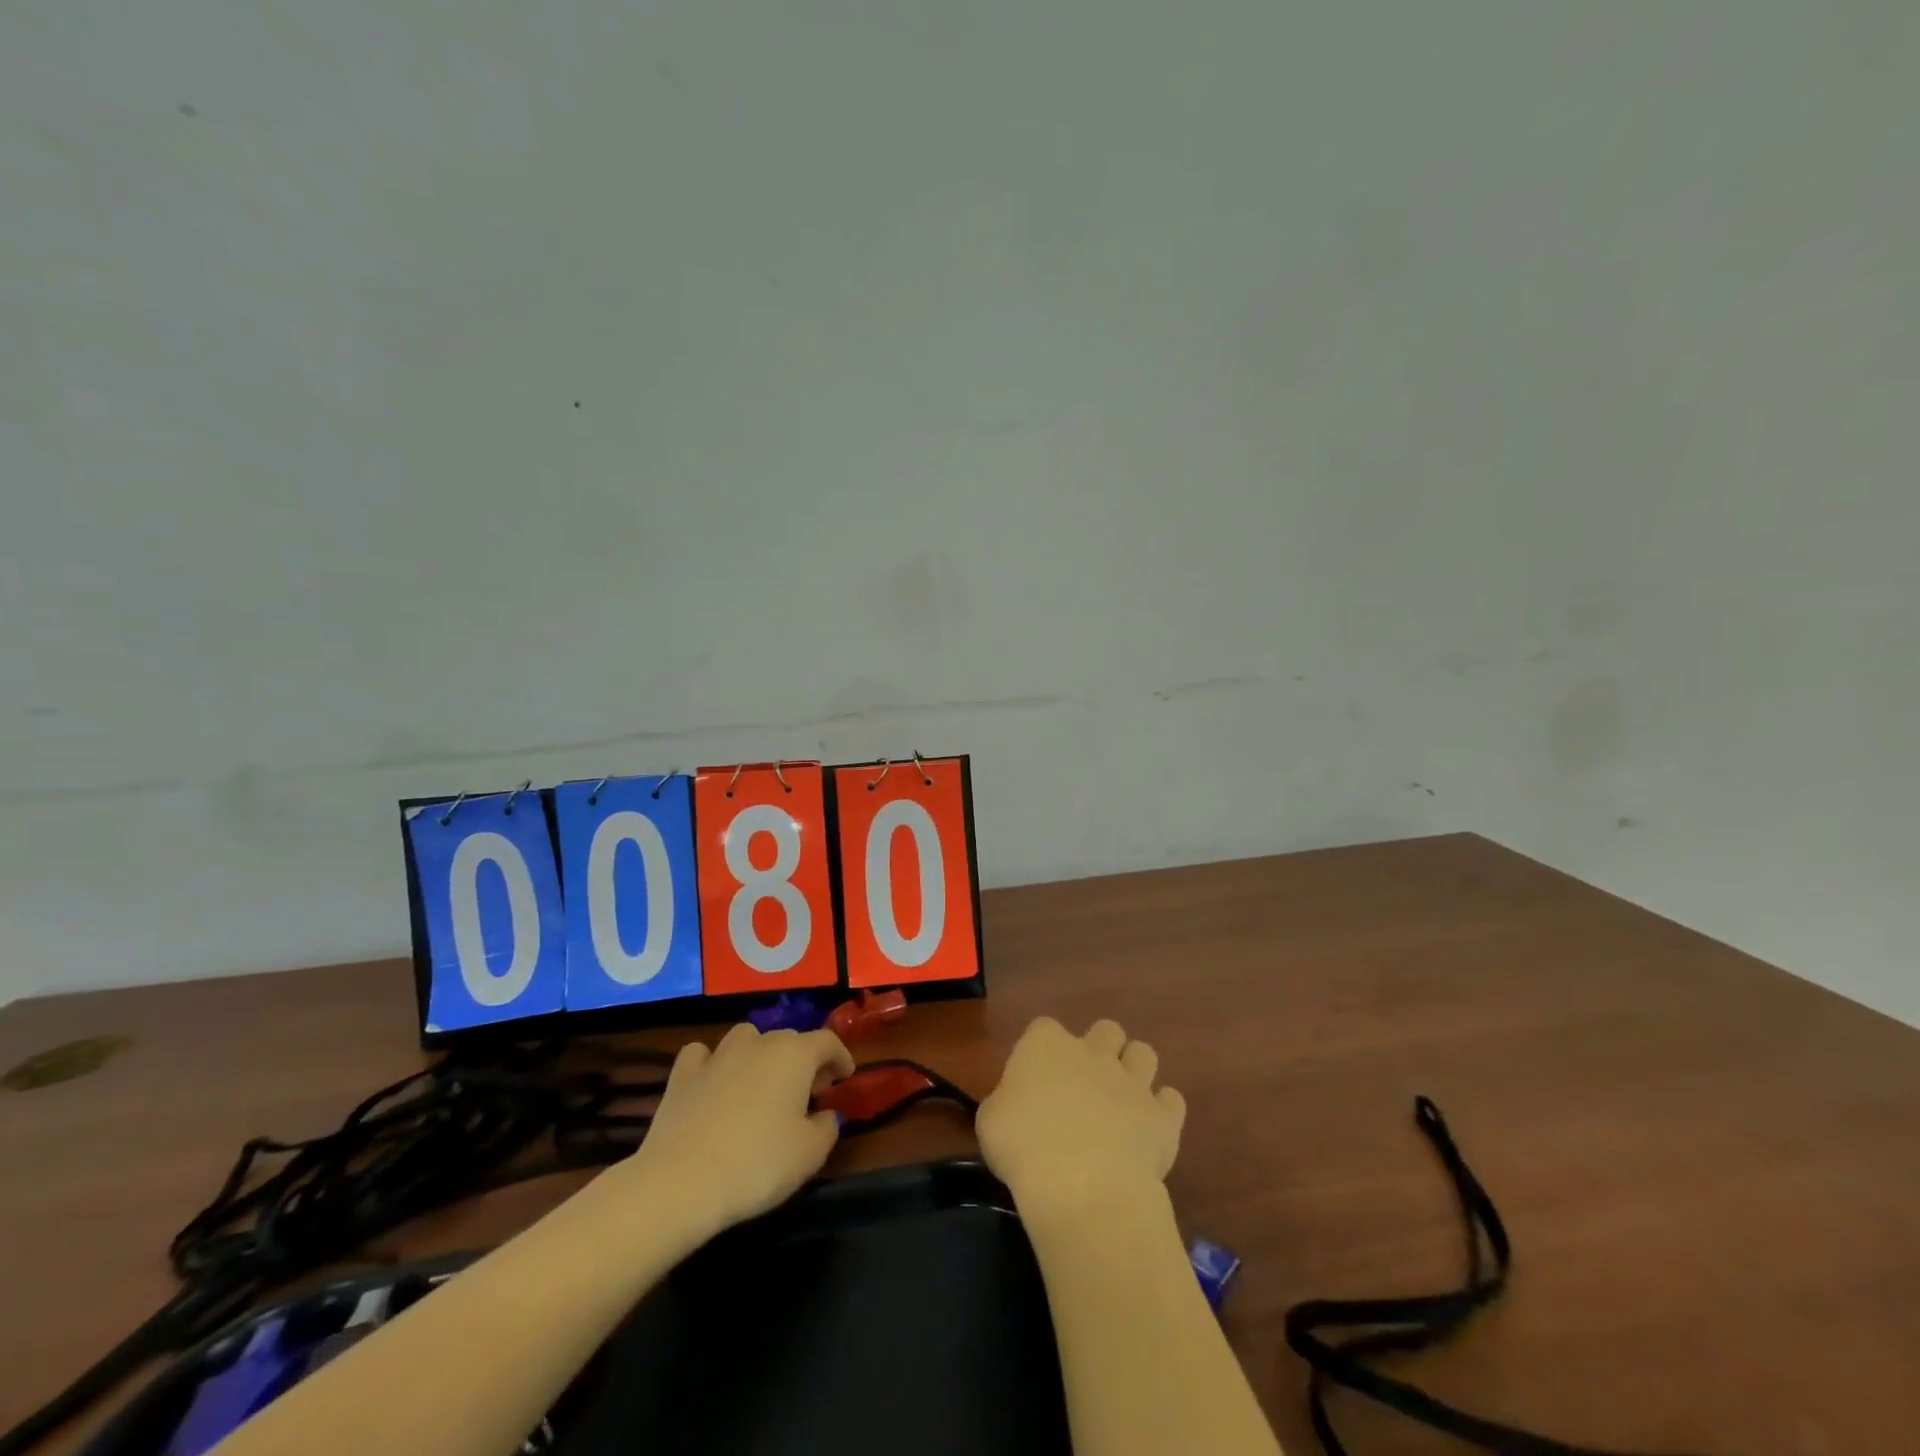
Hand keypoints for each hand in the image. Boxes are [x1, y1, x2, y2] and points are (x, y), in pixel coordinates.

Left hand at [622, 1023, 853, 1232]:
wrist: (682, 1182)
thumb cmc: (758, 1164)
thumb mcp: (810, 1154)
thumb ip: (826, 1128)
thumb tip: (825, 1115)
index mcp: (795, 1055)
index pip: (827, 1041)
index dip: (840, 1056)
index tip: (845, 1077)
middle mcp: (759, 1044)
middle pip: (788, 1039)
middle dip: (803, 1059)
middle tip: (808, 1091)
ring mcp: (718, 1056)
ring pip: (746, 1037)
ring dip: (759, 1053)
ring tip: (761, 1081)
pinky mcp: (683, 1075)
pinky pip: (702, 1055)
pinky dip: (712, 1062)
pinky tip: (713, 1080)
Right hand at [977, 1017, 1185, 1211]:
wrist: (1082, 1186)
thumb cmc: (1023, 1148)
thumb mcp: (989, 1122)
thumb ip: (1006, 1102)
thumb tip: (1015, 1106)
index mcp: (1046, 1044)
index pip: (1043, 1028)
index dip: (1040, 1051)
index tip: (1034, 1081)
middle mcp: (1092, 1051)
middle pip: (1105, 1029)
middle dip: (1100, 1049)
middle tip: (1085, 1085)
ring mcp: (1132, 1081)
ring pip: (1143, 1052)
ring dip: (1135, 1070)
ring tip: (1123, 1101)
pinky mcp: (1162, 1116)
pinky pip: (1171, 1100)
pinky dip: (1162, 1110)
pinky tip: (1150, 1130)